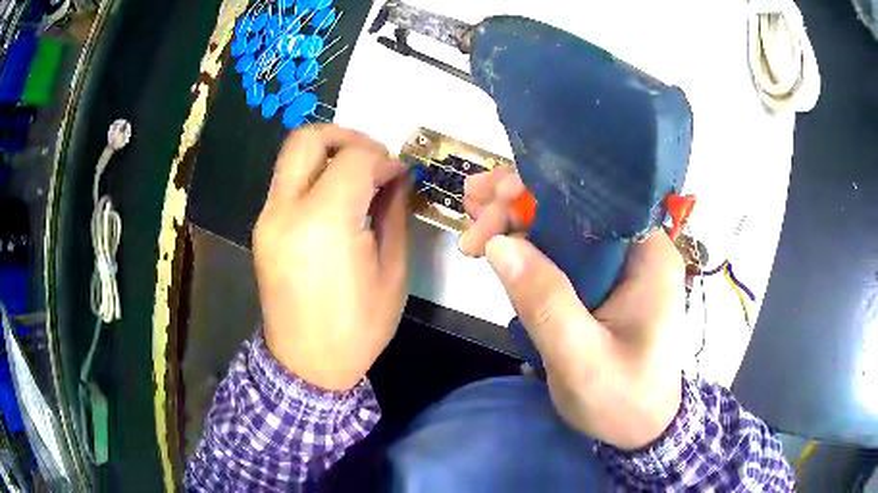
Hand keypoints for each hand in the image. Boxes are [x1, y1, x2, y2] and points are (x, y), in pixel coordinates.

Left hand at [253, 125, 408, 390]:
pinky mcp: (261, 228)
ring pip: (292, 156)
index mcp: (325, 223)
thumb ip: (393, 212)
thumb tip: (397, 176)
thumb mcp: (392, 272)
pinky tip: (334, 201)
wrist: (306, 364)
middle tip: (372, 157)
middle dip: (346, 136)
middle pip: (308, 138)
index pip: (354, 157)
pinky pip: (287, 182)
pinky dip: (313, 176)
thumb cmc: (358, 327)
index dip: (383, 157)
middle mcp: (286, 210)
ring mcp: (267, 218)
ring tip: (356, 178)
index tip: (399, 173)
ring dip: (328, 154)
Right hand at [460, 168, 684, 449]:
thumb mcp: (582, 360)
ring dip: (517, 215)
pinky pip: (562, 249)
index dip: (538, 188)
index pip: (593, 196)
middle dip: (519, 201)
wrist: (641, 428)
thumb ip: (546, 303)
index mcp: (647, 254)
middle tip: (470, 214)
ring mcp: (620, 263)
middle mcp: (637, 247)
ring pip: (564, 222)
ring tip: (471, 212)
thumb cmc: (623, 400)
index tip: (491, 207)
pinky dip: (526, 240)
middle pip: (574, 203)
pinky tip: (495, 236)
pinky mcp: (603, 281)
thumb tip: (500, 244)